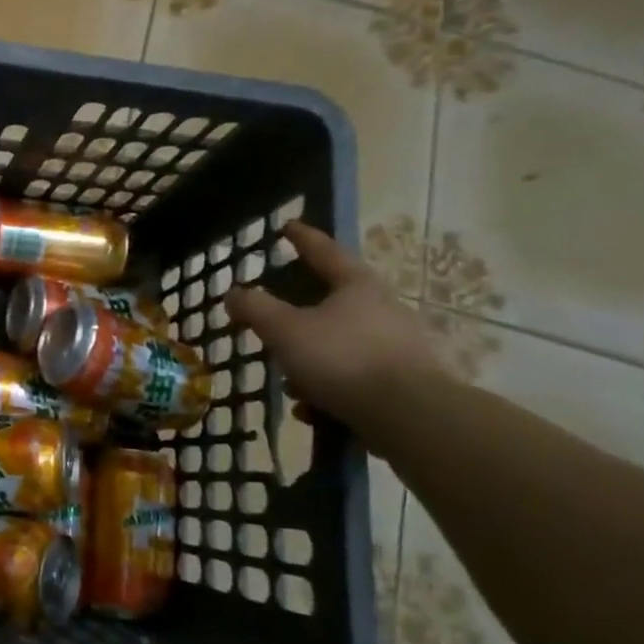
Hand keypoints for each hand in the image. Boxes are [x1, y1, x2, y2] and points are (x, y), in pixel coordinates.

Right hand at [224, 221, 446, 434]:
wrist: (410, 417)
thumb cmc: (343, 359)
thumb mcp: (285, 330)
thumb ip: (255, 309)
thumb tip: (234, 293)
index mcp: (356, 286)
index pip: (324, 251)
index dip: (302, 238)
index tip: (288, 226)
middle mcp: (383, 309)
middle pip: (332, 302)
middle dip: (299, 317)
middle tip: (275, 324)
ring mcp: (398, 347)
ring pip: (340, 345)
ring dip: (311, 362)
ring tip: (290, 384)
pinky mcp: (405, 383)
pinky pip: (355, 378)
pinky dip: (330, 389)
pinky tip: (313, 410)